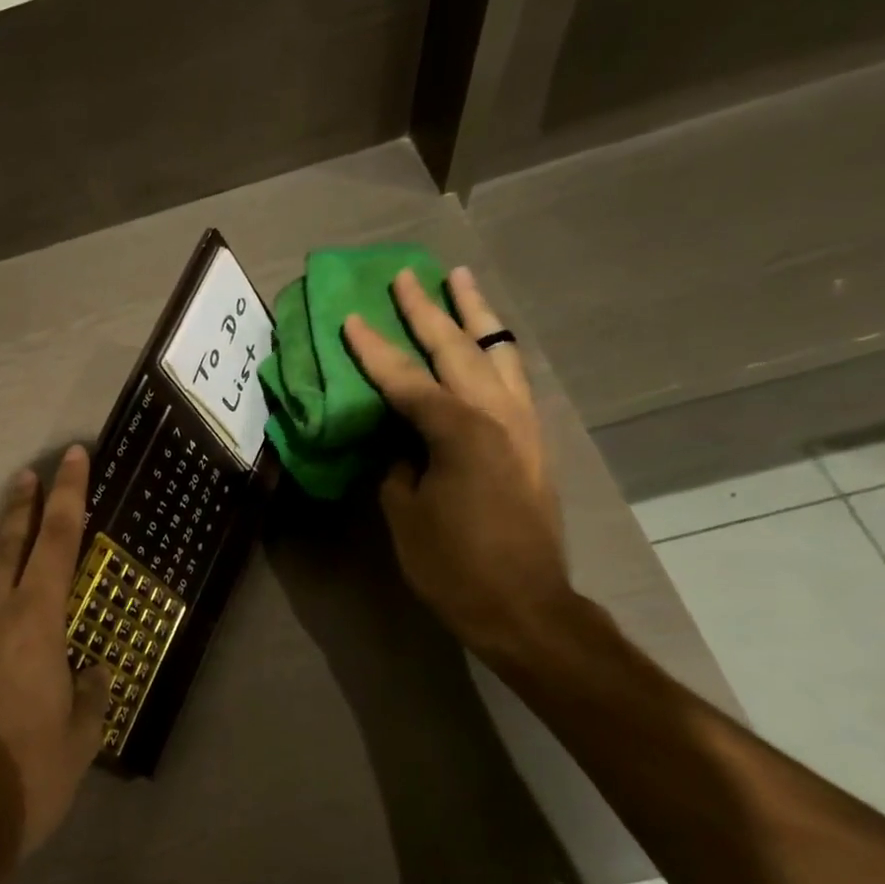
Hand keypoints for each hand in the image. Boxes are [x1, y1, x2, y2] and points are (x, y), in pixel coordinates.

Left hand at [0, 446, 110, 860]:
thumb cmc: (24, 777)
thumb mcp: (80, 739)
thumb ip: (90, 694)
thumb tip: (91, 669)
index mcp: (36, 622)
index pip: (59, 541)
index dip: (69, 495)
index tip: (73, 457)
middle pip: (10, 542)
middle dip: (24, 505)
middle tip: (29, 472)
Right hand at [342, 266, 571, 663]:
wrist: (524, 605)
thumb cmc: (453, 564)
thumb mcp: (404, 513)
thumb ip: (397, 465)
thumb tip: (398, 441)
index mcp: (457, 431)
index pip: (405, 378)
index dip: (373, 349)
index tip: (350, 319)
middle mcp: (496, 415)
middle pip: (458, 349)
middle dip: (428, 312)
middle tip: (406, 278)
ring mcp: (523, 426)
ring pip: (498, 354)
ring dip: (476, 317)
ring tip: (461, 283)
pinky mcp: (534, 442)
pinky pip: (514, 379)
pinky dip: (495, 353)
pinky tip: (486, 344)